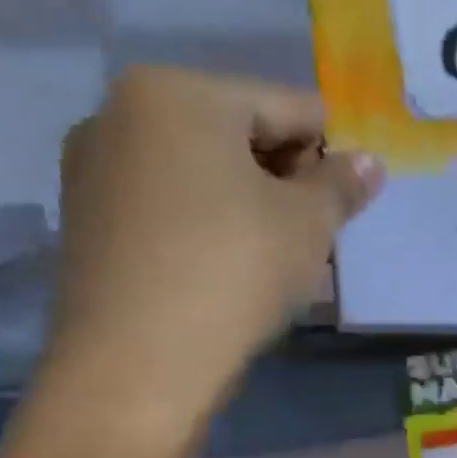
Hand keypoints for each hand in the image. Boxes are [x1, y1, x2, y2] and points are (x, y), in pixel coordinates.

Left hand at [28, 67, 382, 457]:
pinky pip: (168, 201)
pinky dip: (207, 221)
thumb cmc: (233, 271)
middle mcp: (123, 112)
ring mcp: (95, 165)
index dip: (333, 153)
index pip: (289, 107)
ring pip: (203, 170)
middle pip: (240, 131)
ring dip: (250, 200)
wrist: (137, 364)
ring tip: (275, 256)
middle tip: (315, 232)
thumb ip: (342, 184)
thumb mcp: (308, 224)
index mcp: (179, 93)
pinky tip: (227, 267)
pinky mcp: (86, 217)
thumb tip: (369, 162)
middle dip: (287, 177)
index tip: (351, 201)